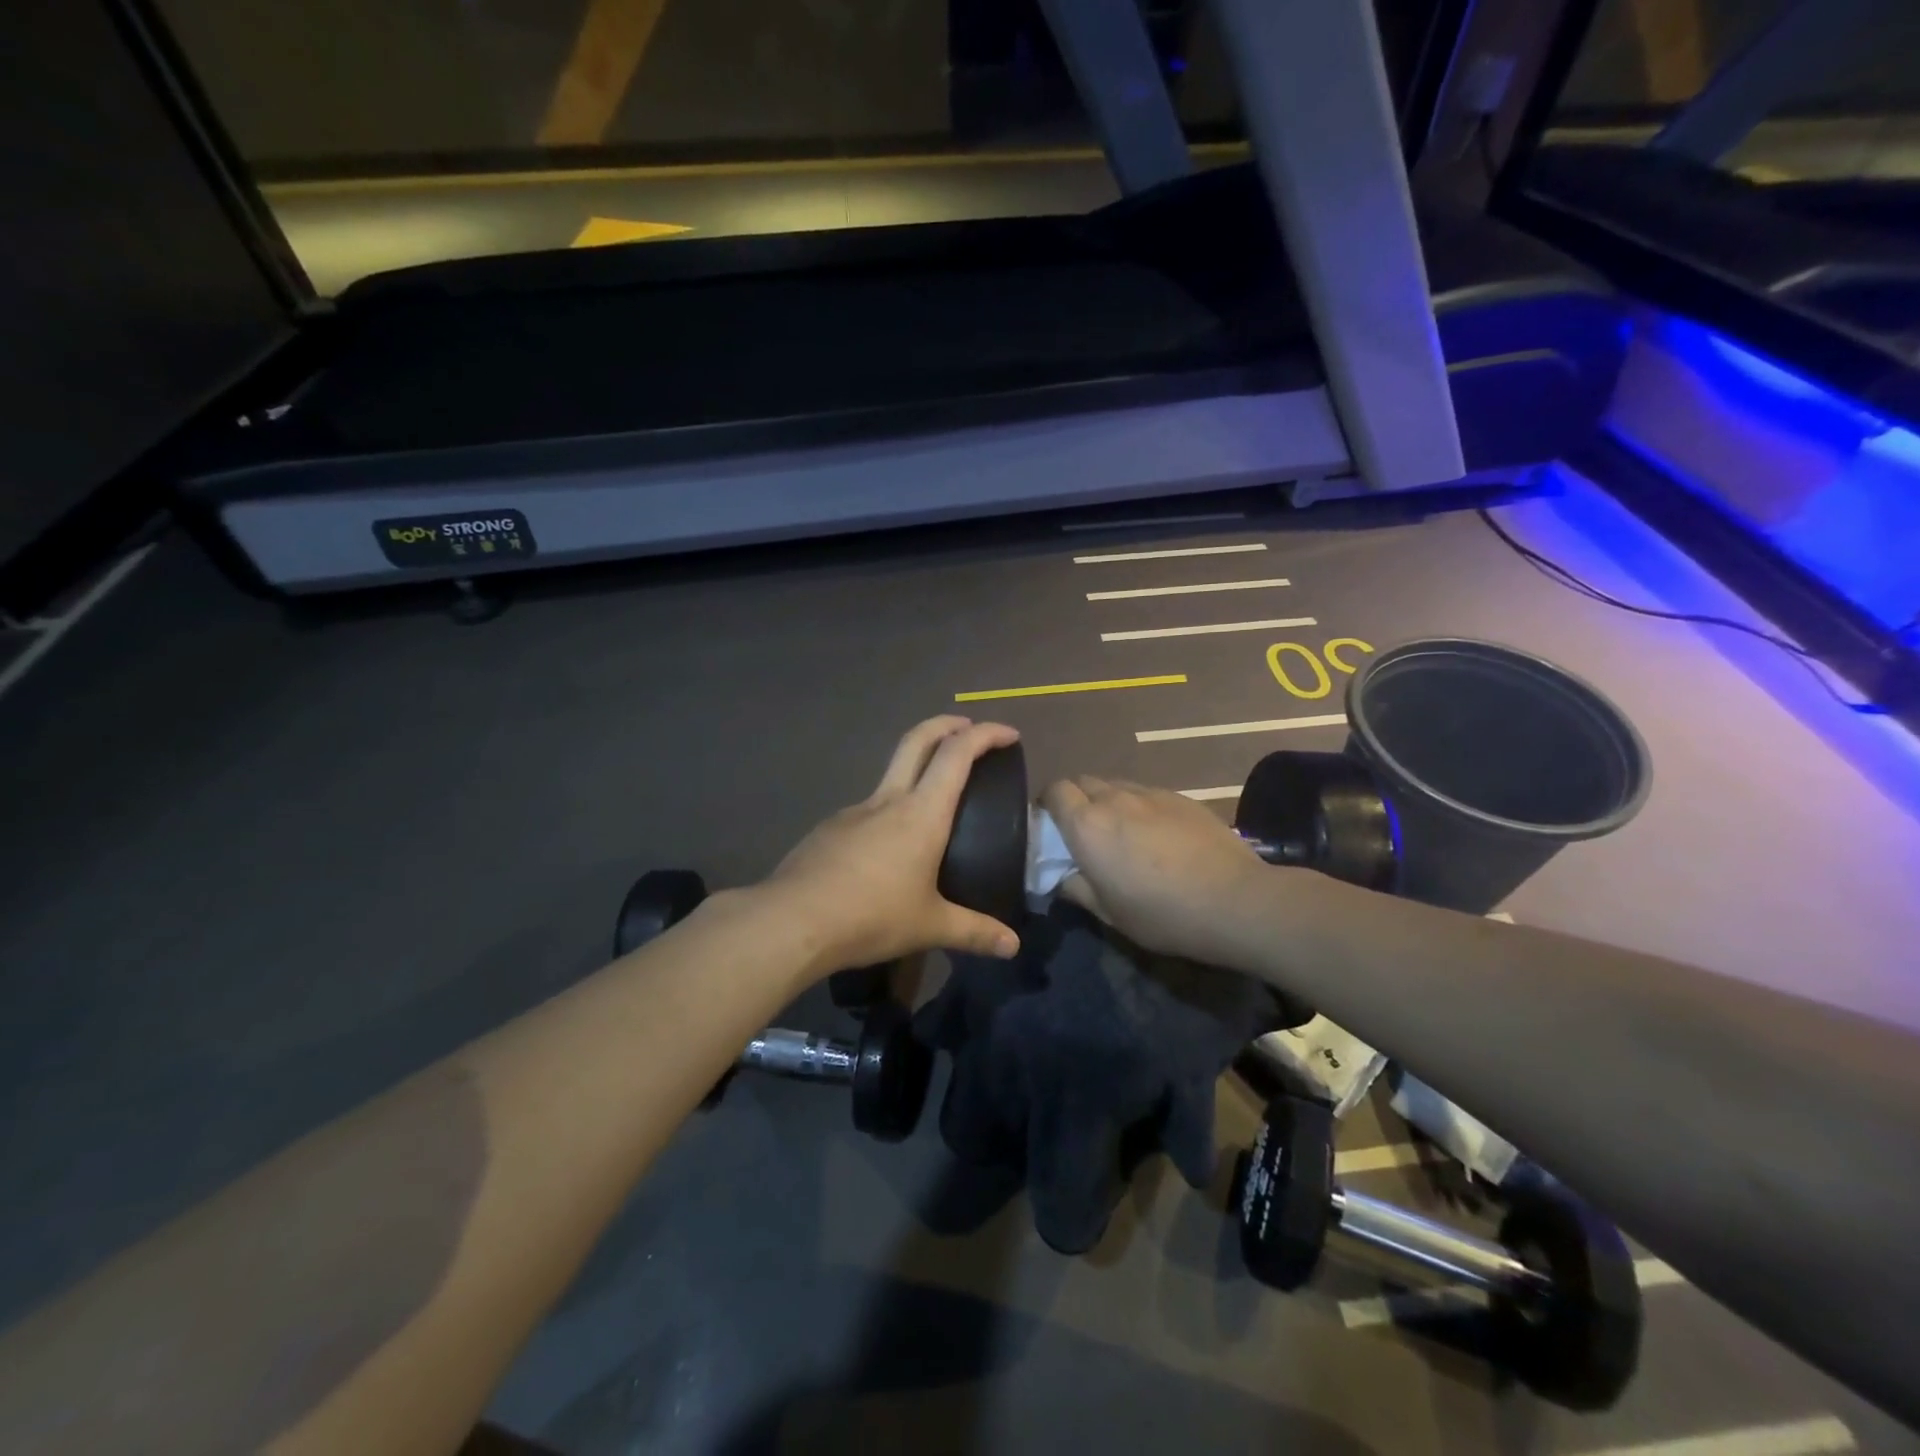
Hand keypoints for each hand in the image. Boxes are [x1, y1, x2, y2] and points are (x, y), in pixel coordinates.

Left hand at [762, 716, 1023, 974]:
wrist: (792, 920)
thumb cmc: (871, 916)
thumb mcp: (930, 926)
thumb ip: (974, 932)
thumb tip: (1012, 947)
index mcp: (922, 813)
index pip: (957, 754)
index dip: (986, 735)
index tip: (1008, 734)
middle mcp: (888, 801)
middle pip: (917, 740)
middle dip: (945, 724)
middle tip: (968, 728)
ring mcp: (854, 811)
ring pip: (890, 774)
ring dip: (915, 768)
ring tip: (932, 802)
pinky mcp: (829, 829)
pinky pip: (867, 810)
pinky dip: (888, 811)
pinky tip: (888, 849)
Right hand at [1040, 776, 1272, 963]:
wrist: (1235, 900)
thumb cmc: (1162, 913)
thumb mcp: (1109, 914)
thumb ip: (1077, 889)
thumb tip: (1063, 877)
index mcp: (1087, 824)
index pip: (1054, 791)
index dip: (1049, 804)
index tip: (1052, 828)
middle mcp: (1114, 798)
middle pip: (1083, 781)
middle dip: (1077, 799)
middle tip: (1085, 831)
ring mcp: (1151, 793)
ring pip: (1116, 785)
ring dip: (1109, 801)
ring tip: (1122, 831)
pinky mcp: (1181, 797)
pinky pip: (1147, 793)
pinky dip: (1140, 806)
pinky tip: (1157, 834)